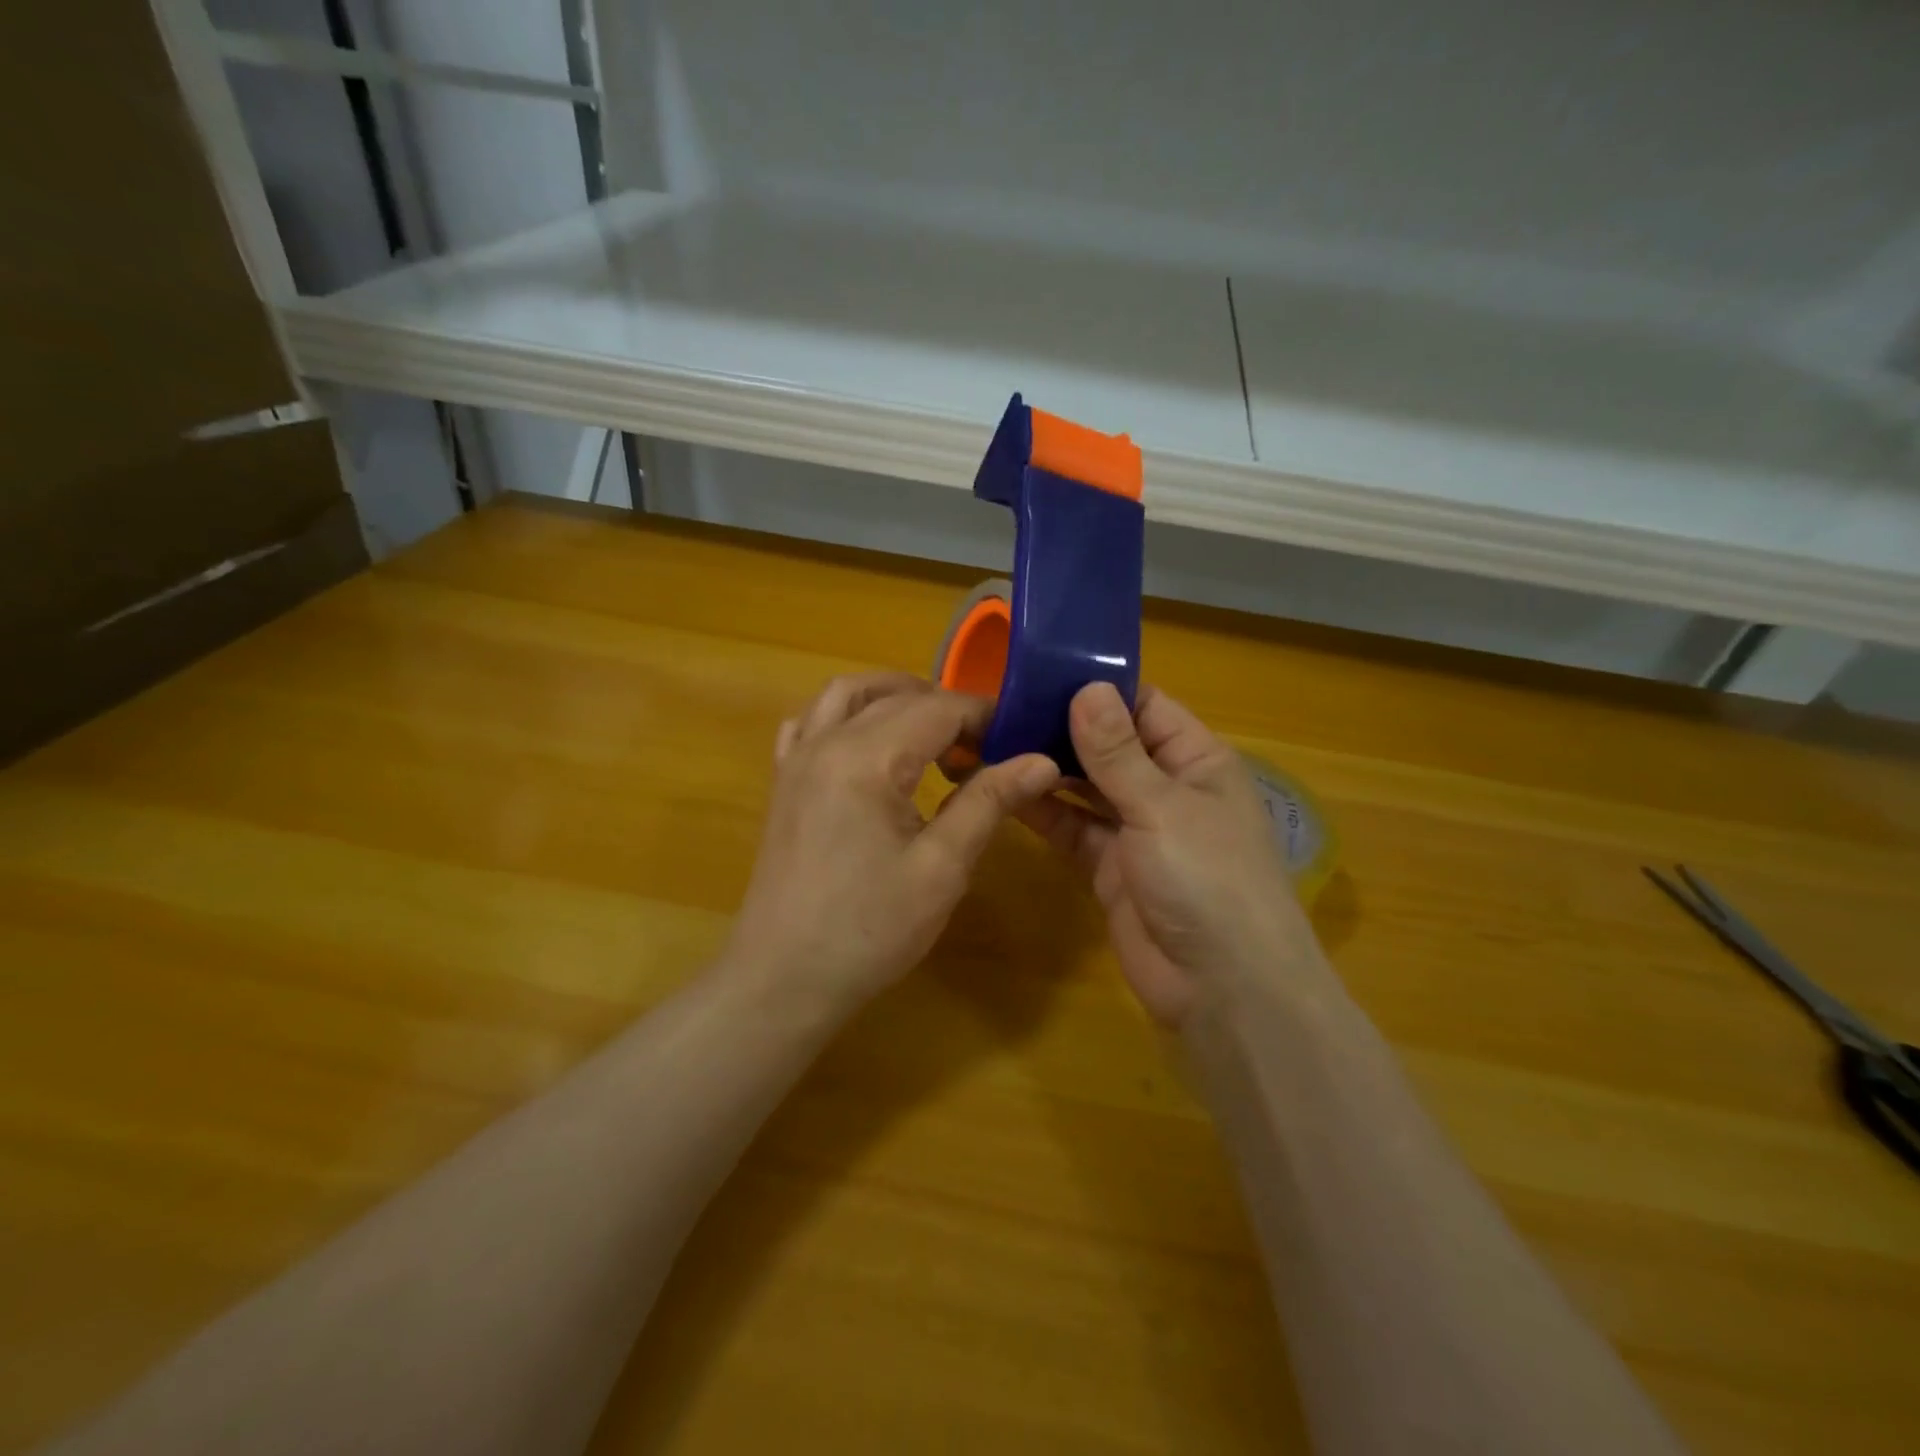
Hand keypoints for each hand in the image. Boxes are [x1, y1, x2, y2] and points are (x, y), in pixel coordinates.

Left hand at [724, 672, 1060, 1014]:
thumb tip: (1041, 761)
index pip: (938, 709)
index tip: (1019, 741)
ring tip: (933, 733)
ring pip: (846, 693)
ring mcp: (796, 758)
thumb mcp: (941, 868)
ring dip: (895, 697)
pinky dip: (847, 715)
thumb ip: (988, 802)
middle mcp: (824, 741)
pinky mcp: (783, 781)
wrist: (782, 979)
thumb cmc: (868, 930)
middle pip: (895, 697)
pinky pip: (811, 721)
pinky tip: (869, 746)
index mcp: (865, 758)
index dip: (984, 717)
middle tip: (985, 749)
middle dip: (947, 709)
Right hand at [1020, 682, 1328, 1028]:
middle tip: (1002, 704)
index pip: (1145, 707)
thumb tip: (1086, 688)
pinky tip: (1006, 791)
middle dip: (1064, 728)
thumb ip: (1119, 753)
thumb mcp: (1163, 807)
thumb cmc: (1209, 881)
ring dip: (1049, 769)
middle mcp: (1167, 788)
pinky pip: (1073, 829)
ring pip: (1086, 788)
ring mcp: (1137, 831)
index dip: (1099, 689)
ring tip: (995, 741)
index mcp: (1196, 761)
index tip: (1042, 671)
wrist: (1223, 990)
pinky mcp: (1110, 868)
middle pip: (1110, 746)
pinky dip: (1044, 812)